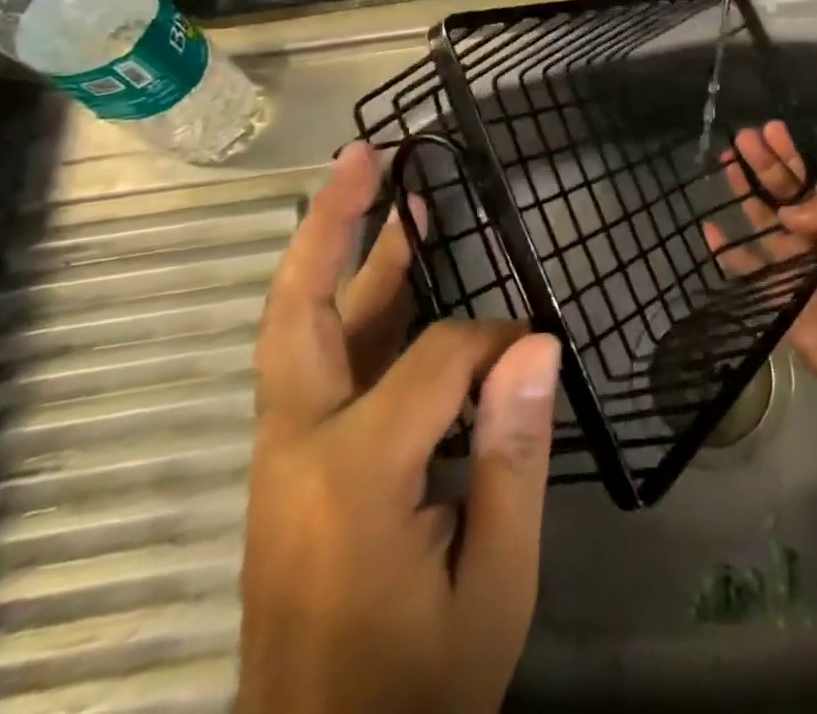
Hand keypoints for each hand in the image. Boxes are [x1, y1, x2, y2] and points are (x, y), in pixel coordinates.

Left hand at [237, 142, 561, 713]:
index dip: (497, 346)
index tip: (534, 358)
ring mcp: (280, 458)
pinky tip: (386, 283)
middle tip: (365, 156)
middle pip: (299, 309)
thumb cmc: (417, 689)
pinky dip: (347, 308)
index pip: (437, 359)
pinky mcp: (287, 469)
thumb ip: (514, 459)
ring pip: (300, 329)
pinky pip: (314, 364)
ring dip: (342, 254)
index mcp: (353, 476)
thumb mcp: (494, 588)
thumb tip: (536, 344)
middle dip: (332, 223)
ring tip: (388, 194)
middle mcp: (297, 449)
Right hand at [705, 121, 816, 447]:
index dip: (791, 155)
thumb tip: (785, 210)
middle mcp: (814, 237)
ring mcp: (793, 265)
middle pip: (782, 194)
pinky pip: (747, 269)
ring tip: (726, 165)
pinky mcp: (777, 294)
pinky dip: (727, 252)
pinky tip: (709, 229)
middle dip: (764, 166)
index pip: (810, 180)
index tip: (771, 130)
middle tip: (741, 139)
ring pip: (762, 222)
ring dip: (745, 194)